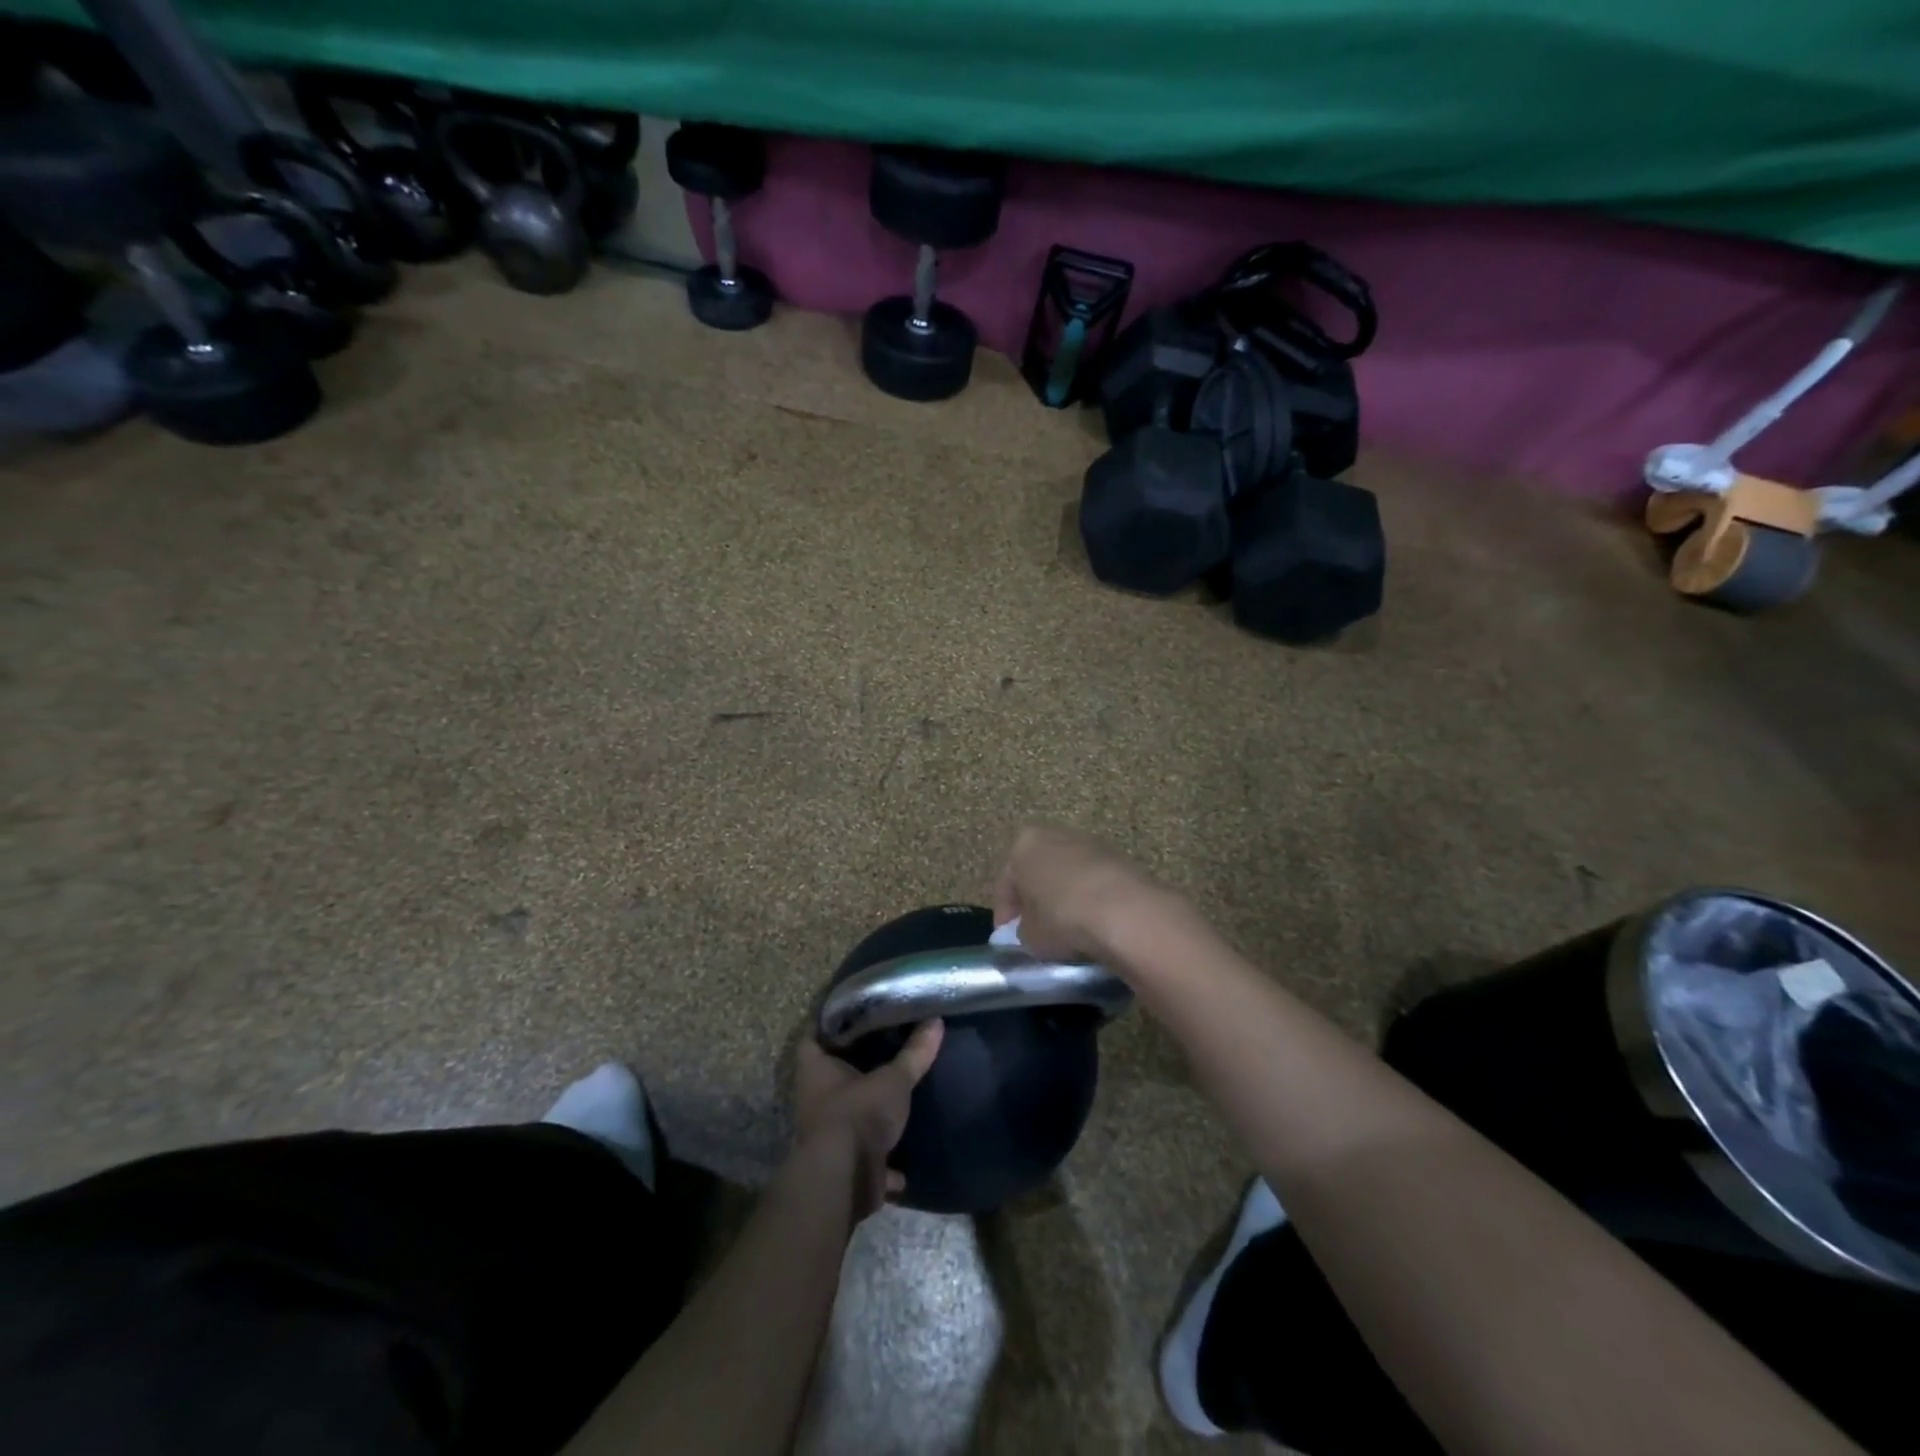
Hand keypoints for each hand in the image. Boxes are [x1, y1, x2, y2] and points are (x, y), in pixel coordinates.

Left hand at [792, 1020, 943, 1219]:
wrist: (845, 1180)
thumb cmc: (859, 1113)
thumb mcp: (893, 1080)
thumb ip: (914, 1053)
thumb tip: (936, 1021)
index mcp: (815, 1070)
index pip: (813, 1037)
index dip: (829, 1024)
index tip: (851, 1013)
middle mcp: (814, 1100)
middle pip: (830, 1077)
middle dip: (853, 1069)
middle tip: (882, 1049)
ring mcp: (826, 1135)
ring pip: (847, 1117)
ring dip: (867, 1114)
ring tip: (895, 1097)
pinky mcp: (843, 1165)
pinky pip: (866, 1159)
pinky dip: (884, 1162)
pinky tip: (904, 1161)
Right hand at [993, 824, 1179, 961]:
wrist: (1124, 911)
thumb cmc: (1062, 917)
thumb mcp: (1029, 936)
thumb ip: (1023, 931)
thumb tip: (1031, 932)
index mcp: (1024, 844)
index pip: (1006, 882)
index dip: (1005, 914)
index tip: (1007, 938)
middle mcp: (1055, 835)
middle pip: (1039, 871)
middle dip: (1036, 900)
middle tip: (1035, 932)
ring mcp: (1090, 844)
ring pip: (1068, 875)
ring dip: (1065, 899)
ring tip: (1067, 931)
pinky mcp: (1119, 858)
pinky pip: (1094, 883)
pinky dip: (1090, 900)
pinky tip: (1093, 926)